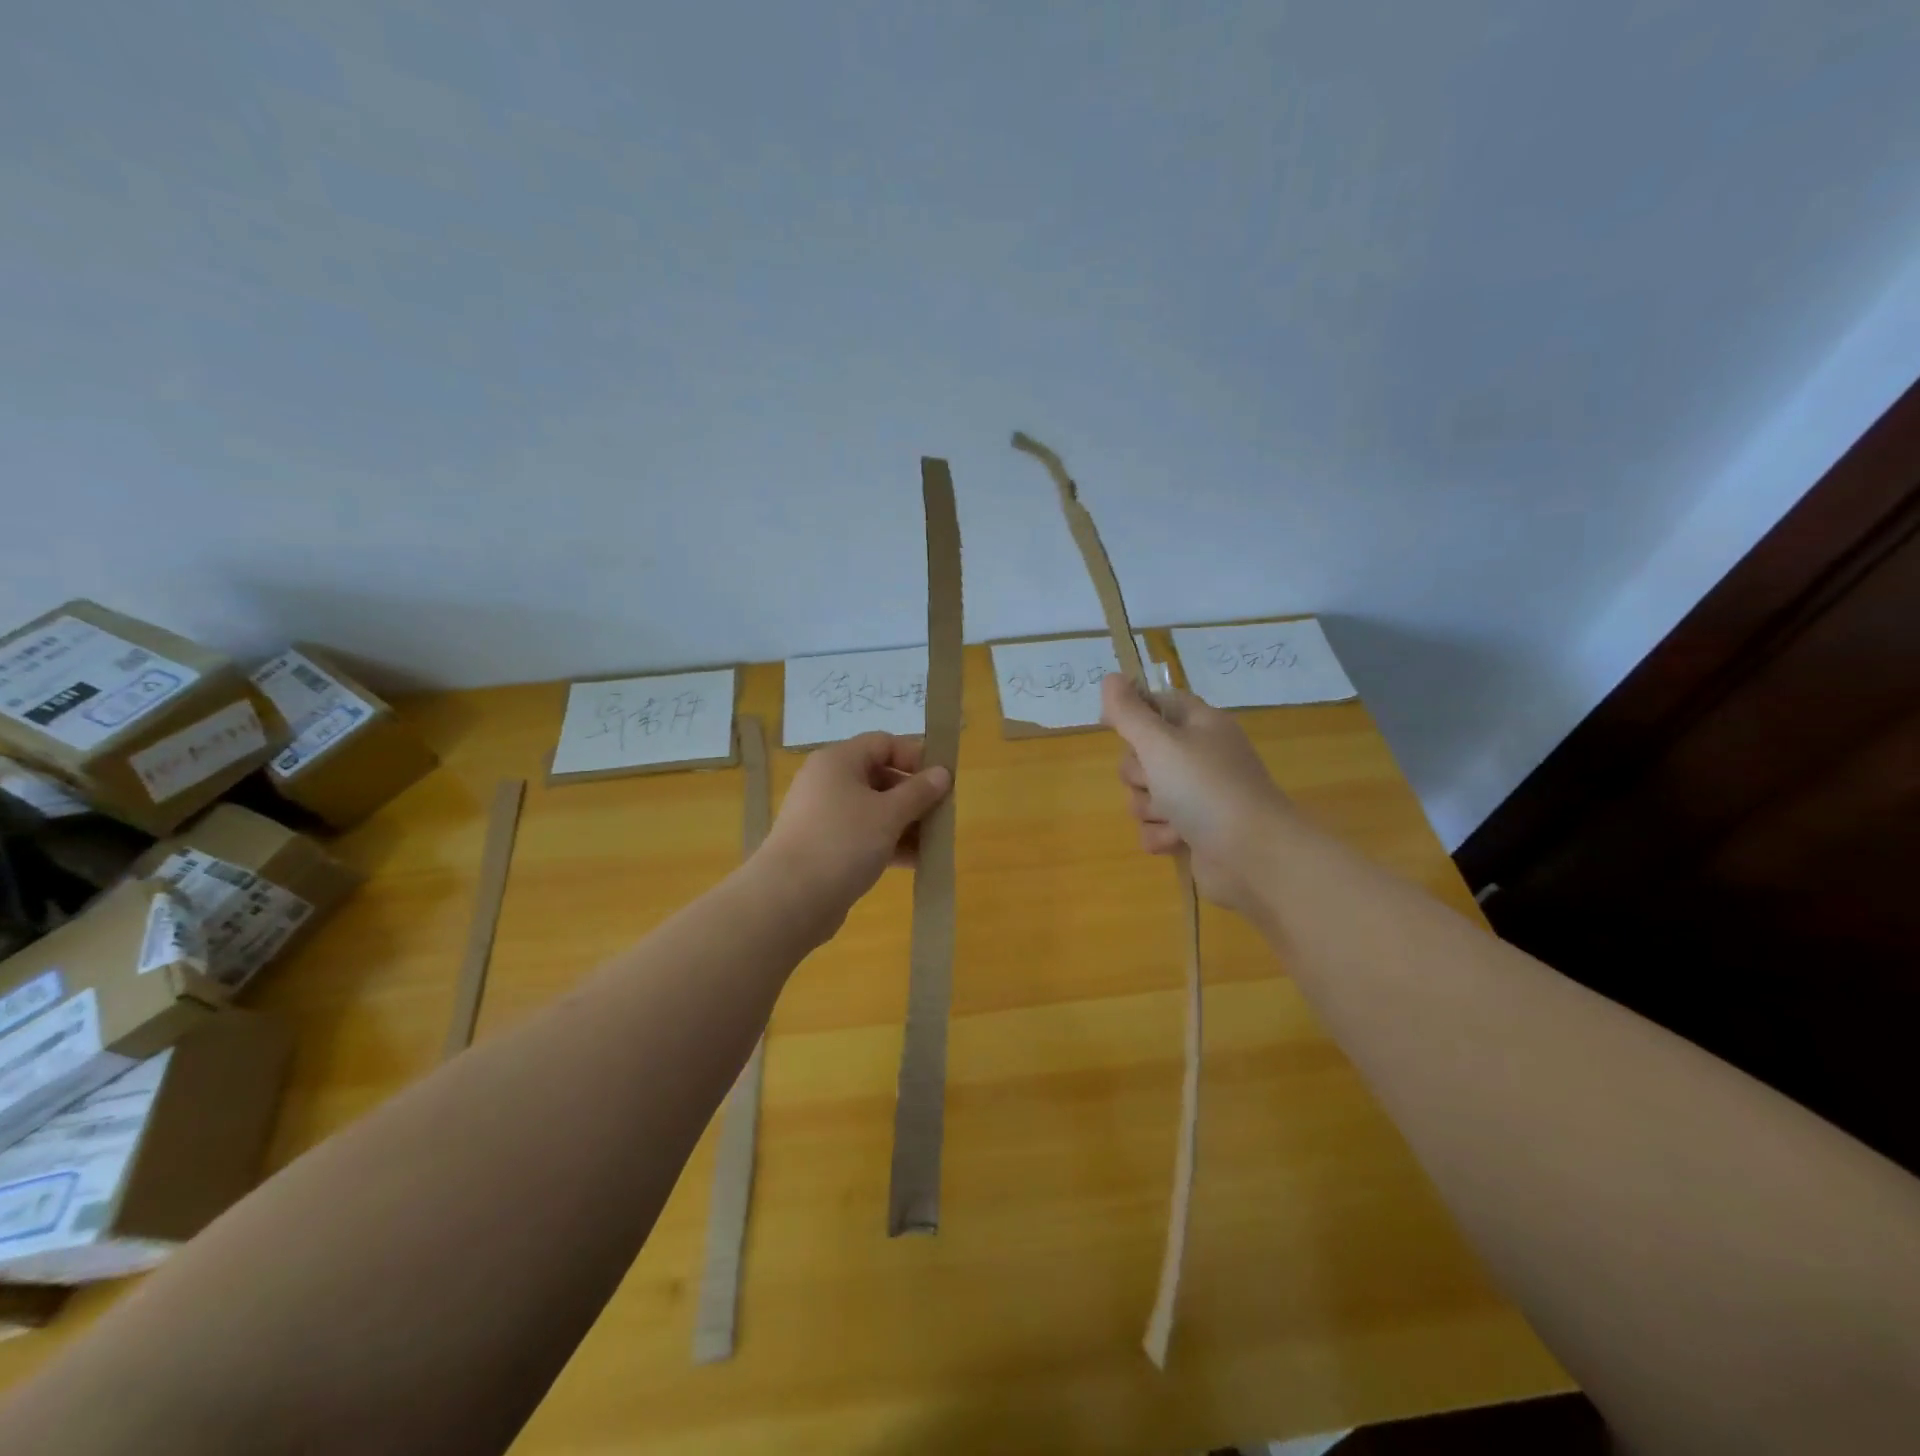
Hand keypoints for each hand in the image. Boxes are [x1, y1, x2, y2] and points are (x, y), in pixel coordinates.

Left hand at [757, 732, 951, 934]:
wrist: (789, 899)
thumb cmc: (843, 842)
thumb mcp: (889, 814)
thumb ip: (919, 792)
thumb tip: (943, 773)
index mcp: (838, 761)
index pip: (883, 743)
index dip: (915, 757)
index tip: (942, 780)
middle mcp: (828, 782)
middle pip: (880, 777)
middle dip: (914, 795)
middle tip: (942, 815)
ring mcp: (824, 817)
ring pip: (874, 810)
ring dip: (906, 823)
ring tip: (935, 843)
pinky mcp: (825, 847)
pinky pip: (864, 836)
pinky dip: (889, 843)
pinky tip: (916, 862)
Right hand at [1100, 674, 1291, 913]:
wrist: (1253, 856)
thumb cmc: (1206, 789)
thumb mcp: (1160, 743)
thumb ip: (1129, 713)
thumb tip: (1111, 678)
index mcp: (1199, 725)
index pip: (1158, 703)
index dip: (1132, 711)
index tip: (1109, 723)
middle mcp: (1199, 757)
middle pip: (1142, 755)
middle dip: (1139, 774)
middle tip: (1156, 780)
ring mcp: (1197, 796)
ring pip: (1145, 794)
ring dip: (1149, 809)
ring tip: (1173, 817)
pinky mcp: (1193, 831)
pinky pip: (1155, 827)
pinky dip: (1160, 835)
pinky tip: (1178, 840)